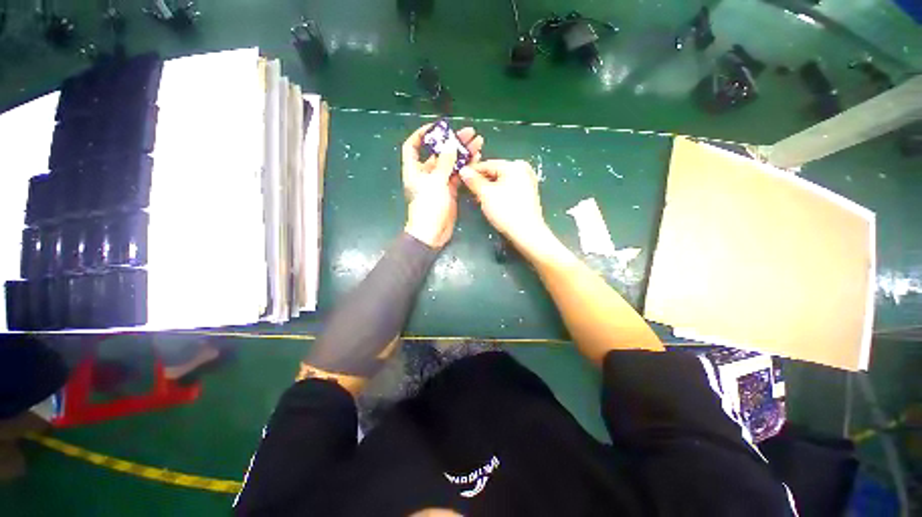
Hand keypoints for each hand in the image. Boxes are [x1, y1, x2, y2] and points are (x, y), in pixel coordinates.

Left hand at [401, 124, 482, 248]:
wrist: (432, 232)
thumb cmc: (428, 206)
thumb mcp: (436, 182)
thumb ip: (444, 163)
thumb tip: (450, 144)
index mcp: (415, 170)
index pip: (413, 146)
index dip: (422, 134)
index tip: (437, 127)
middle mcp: (426, 174)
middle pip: (438, 154)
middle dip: (452, 143)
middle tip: (469, 133)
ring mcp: (439, 183)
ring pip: (451, 164)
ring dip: (463, 154)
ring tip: (478, 143)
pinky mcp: (449, 191)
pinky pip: (458, 176)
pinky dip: (466, 168)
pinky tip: (476, 159)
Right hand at [460, 160, 552, 253]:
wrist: (527, 233)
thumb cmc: (506, 211)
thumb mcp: (486, 194)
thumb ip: (473, 181)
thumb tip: (463, 170)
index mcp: (514, 166)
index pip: (487, 164)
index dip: (472, 171)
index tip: (460, 178)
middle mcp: (523, 170)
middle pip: (495, 172)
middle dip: (481, 181)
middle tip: (468, 190)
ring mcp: (528, 181)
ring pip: (501, 181)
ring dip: (489, 188)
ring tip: (478, 198)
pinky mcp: (528, 194)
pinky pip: (508, 188)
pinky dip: (499, 193)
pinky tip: (492, 202)